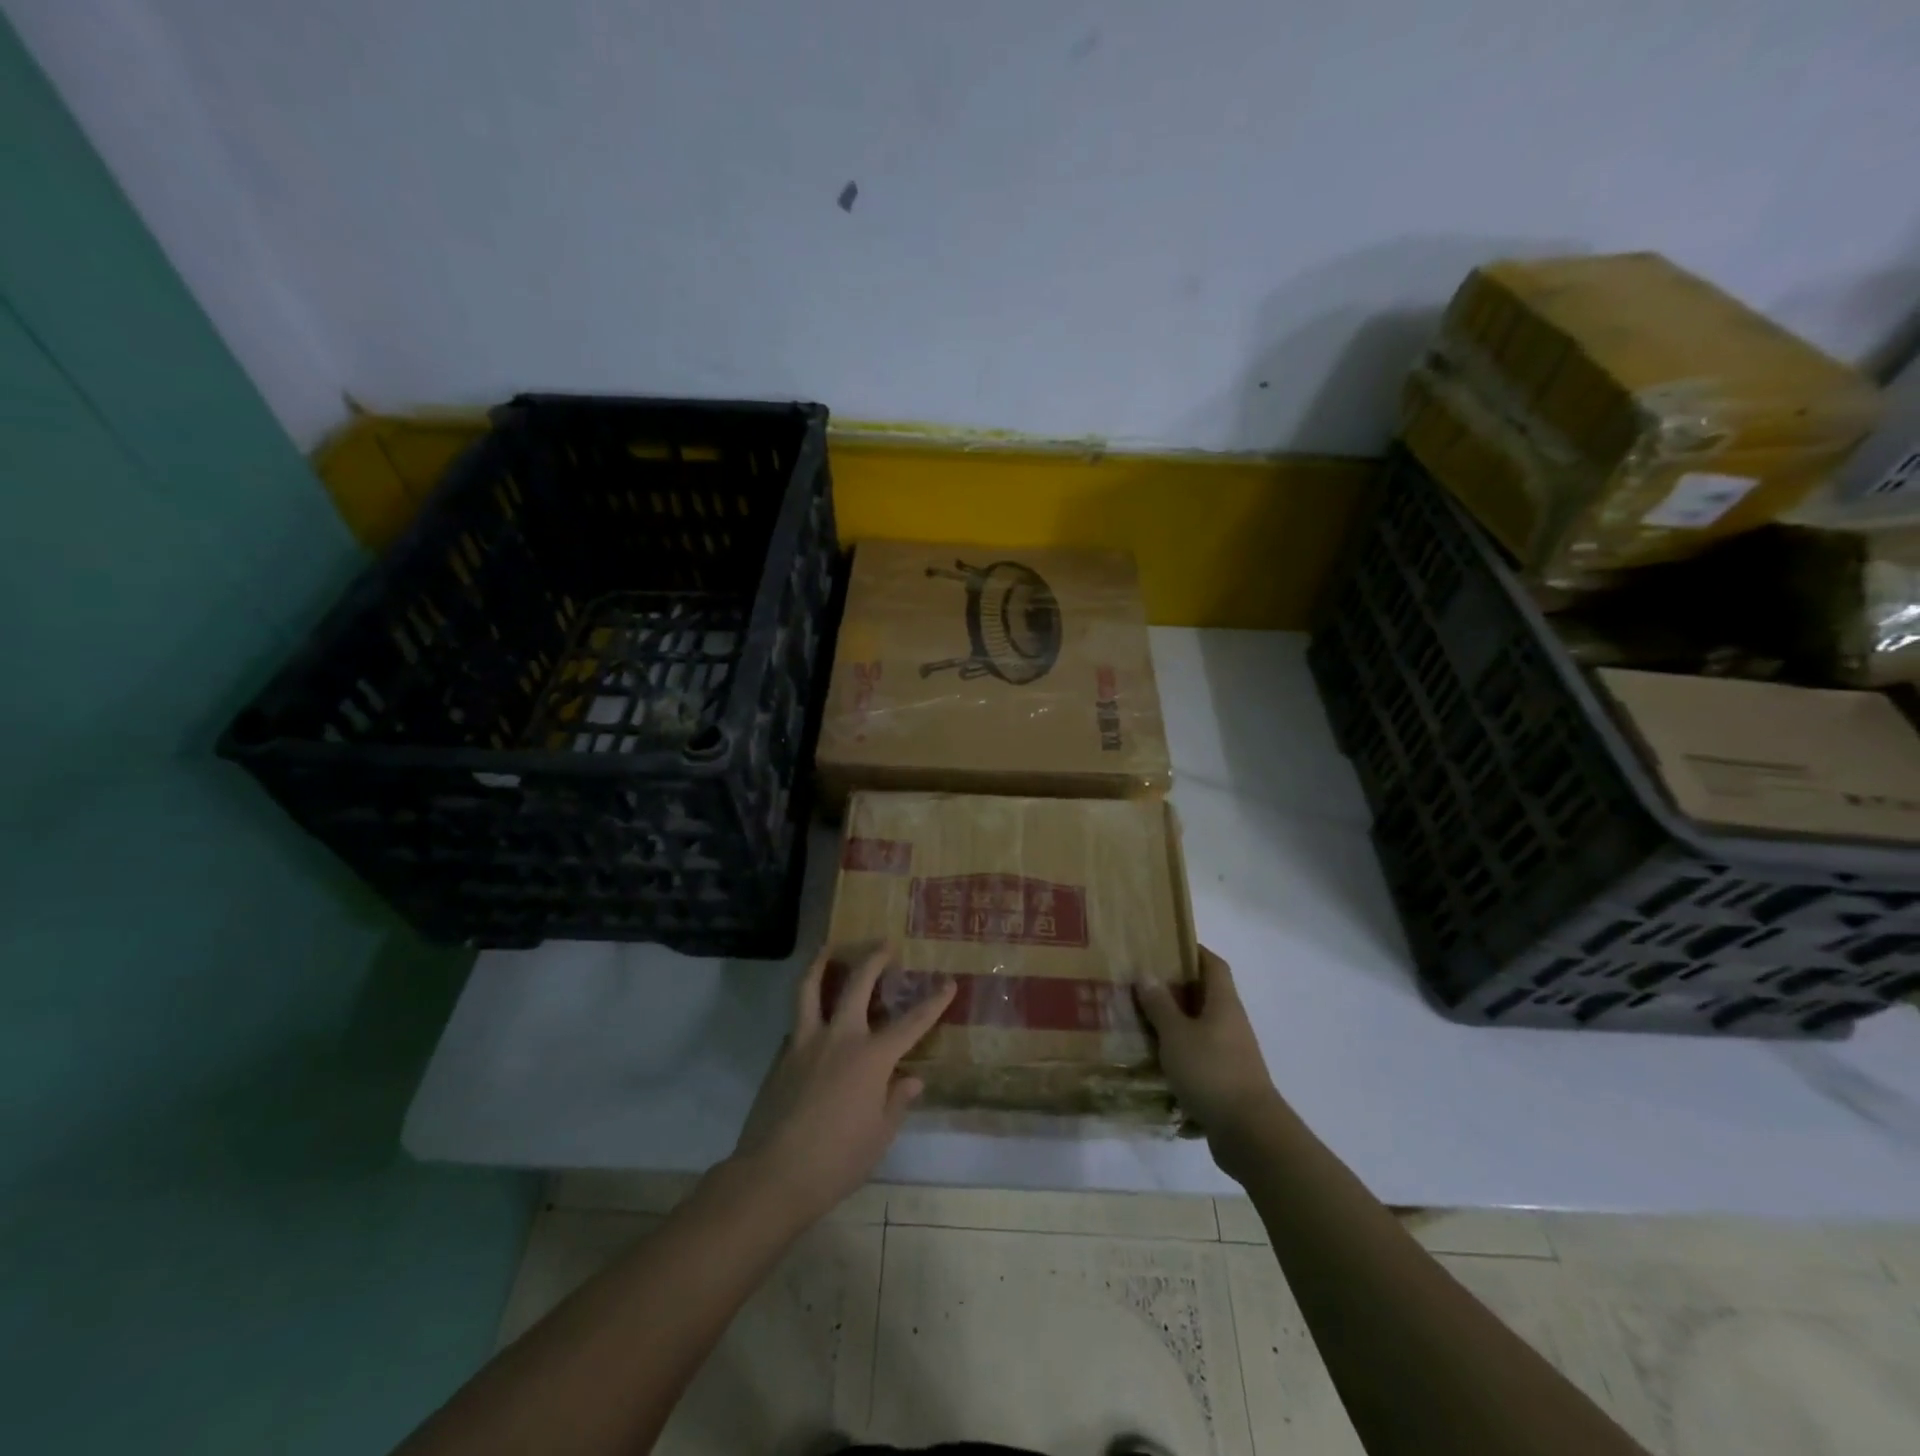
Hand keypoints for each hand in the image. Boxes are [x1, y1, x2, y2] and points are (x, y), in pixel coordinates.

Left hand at [731, 943, 954, 1222]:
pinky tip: (810, 1017)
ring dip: (820, 963)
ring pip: (810, 989)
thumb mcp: (879, 1136)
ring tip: (826, 947)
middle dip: (873, 959)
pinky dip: (805, 1010)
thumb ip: (896, 1102)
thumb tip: (910, 1079)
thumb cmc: (836, 1161)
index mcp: (871, 1058)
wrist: (773, 1176)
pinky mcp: (781, 1056)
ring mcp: (804, 1043)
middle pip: (857, 984)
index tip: (948, 983)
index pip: (911, 1023)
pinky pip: (795, 1023)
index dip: (933, 1002)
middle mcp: (839, 1038)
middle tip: (883, 943)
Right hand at [1137, 947, 1280, 1142]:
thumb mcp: (1176, 1035)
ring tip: (1141, 1020)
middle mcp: (1231, 1023)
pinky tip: (1155, 1061)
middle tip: (1141, 983)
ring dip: (1175, 1023)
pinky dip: (1179, 1054)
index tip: (1166, 945)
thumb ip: (1160, 1005)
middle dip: (1176, 988)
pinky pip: (1199, 1057)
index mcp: (1224, 1004)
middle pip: (1205, 995)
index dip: (1193, 951)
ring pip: (1200, 1028)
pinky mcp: (1226, 1081)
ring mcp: (1232, 1054)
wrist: (1249, 1134)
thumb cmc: (1212, 1072)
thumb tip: (1147, 973)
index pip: (1213, 964)